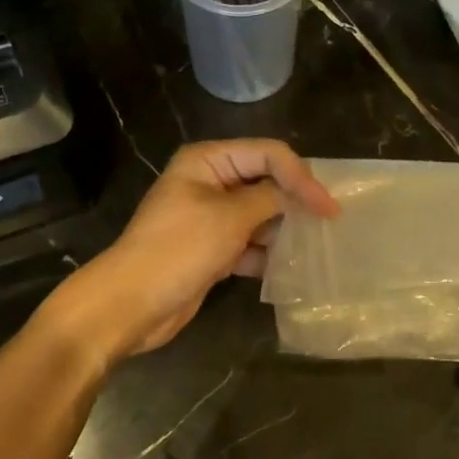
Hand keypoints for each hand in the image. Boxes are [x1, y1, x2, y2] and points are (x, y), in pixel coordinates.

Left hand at [53, 140, 338, 362]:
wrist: (130, 304)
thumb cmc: (179, 249)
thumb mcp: (230, 217)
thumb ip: (271, 199)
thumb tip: (299, 196)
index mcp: (208, 160)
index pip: (268, 154)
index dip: (302, 177)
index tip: (329, 208)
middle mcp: (210, 181)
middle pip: (265, 181)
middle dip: (294, 201)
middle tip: (328, 223)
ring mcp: (210, 217)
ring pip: (260, 214)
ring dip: (283, 230)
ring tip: (312, 247)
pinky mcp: (211, 248)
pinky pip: (249, 242)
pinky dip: (266, 254)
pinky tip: (288, 269)